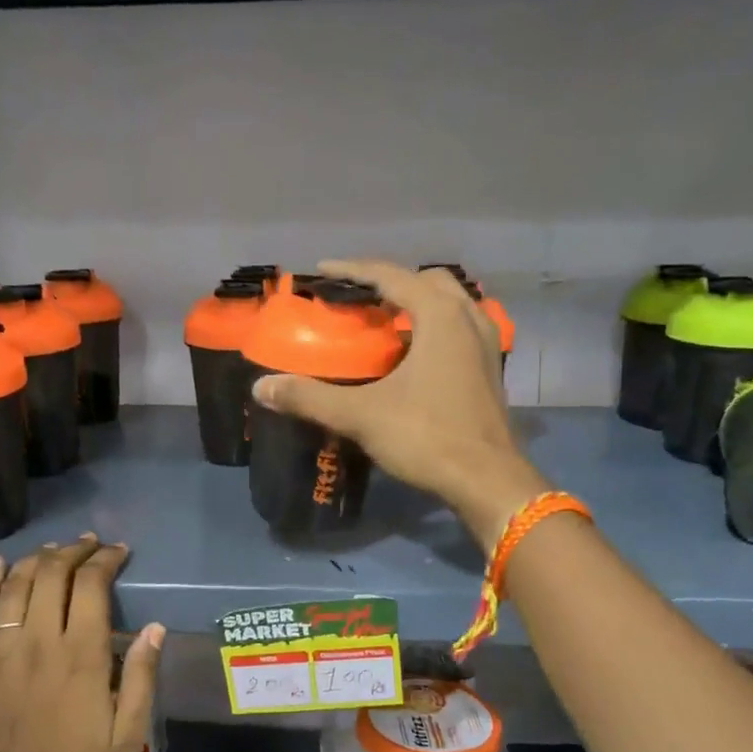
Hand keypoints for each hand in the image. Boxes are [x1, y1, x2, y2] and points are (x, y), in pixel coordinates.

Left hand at [0, 535, 163, 751]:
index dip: (105, 561)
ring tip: (53, 551)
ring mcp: (1, 656)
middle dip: (72, 553)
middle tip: (89, 547)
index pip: (90, 587)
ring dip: (36, 561)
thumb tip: (155, 628)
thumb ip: (140, 678)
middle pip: (51, 576)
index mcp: (80, 658)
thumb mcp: (128, 738)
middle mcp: (38, 645)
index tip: (119, 553)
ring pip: (14, 588)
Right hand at [252, 259, 546, 539]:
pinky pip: (460, 331)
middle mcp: (469, 319)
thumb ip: (310, 398)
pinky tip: (416, 357)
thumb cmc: (427, 437)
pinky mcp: (491, 372)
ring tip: (386, 324)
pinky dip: (435, 330)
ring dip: (419, 305)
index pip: (391, 275)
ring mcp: (486, 346)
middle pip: (428, 282)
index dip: (353, 270)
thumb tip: (261, 387)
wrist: (487, 481)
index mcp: (440, 316)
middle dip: (392, 283)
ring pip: (451, 306)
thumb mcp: (362, 415)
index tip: (322, 270)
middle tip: (360, 300)